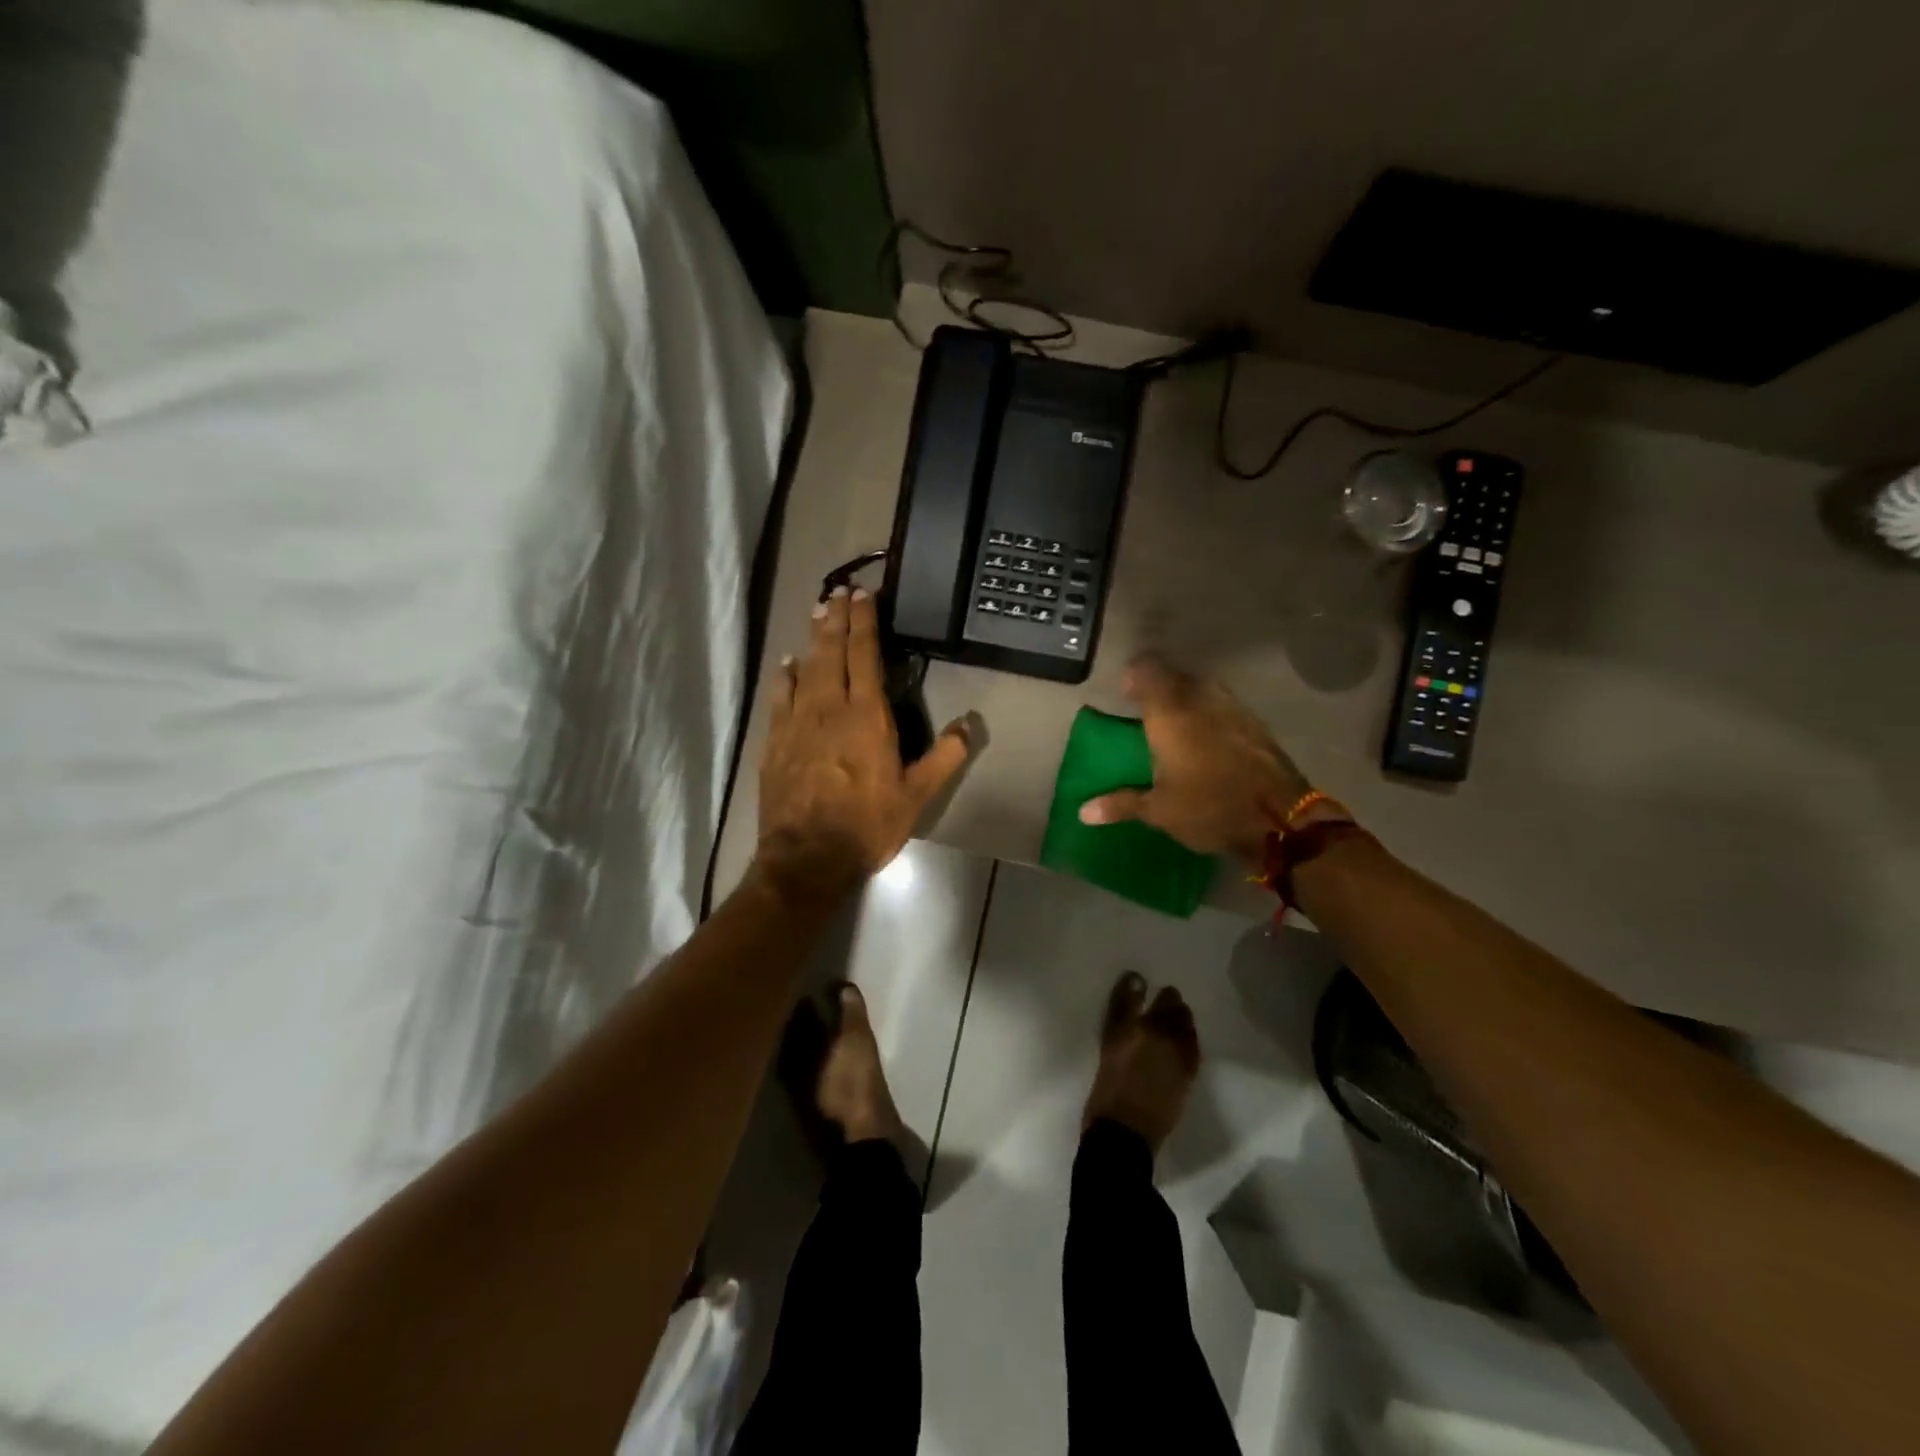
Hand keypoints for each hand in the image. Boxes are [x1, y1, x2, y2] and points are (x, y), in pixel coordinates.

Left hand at [758, 587, 969, 895]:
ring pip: (805, 667)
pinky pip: (780, 696)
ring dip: (812, 638)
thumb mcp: (917, 796)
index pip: (864, 655)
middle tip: (838, 591)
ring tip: (817, 612)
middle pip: (831, 652)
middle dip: (836, 618)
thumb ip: (944, 757)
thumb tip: (970, 725)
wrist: (807, 857)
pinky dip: (785, 675)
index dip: (864, 622)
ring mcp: (797, 722)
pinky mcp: (776, 741)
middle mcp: (829, 708)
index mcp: (867, 716)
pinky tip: (787, 664)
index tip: (863, 595)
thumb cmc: (867, 825)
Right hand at [1078, 656, 1308, 863]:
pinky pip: (1225, 704)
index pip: (1148, 673)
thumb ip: (1121, 804)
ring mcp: (1233, 710)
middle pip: (1177, 676)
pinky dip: (1211, 710)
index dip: (1135, 675)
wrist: (1280, 821)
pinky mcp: (1255, 724)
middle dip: (1160, 684)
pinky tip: (1208, 732)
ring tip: (1176, 716)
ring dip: (1188, 694)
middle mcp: (1200, 702)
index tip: (1125, 689)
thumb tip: (1083, 811)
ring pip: (1204, 687)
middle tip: (1146, 704)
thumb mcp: (1159, 811)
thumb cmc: (1209, 809)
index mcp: (1171, 715)